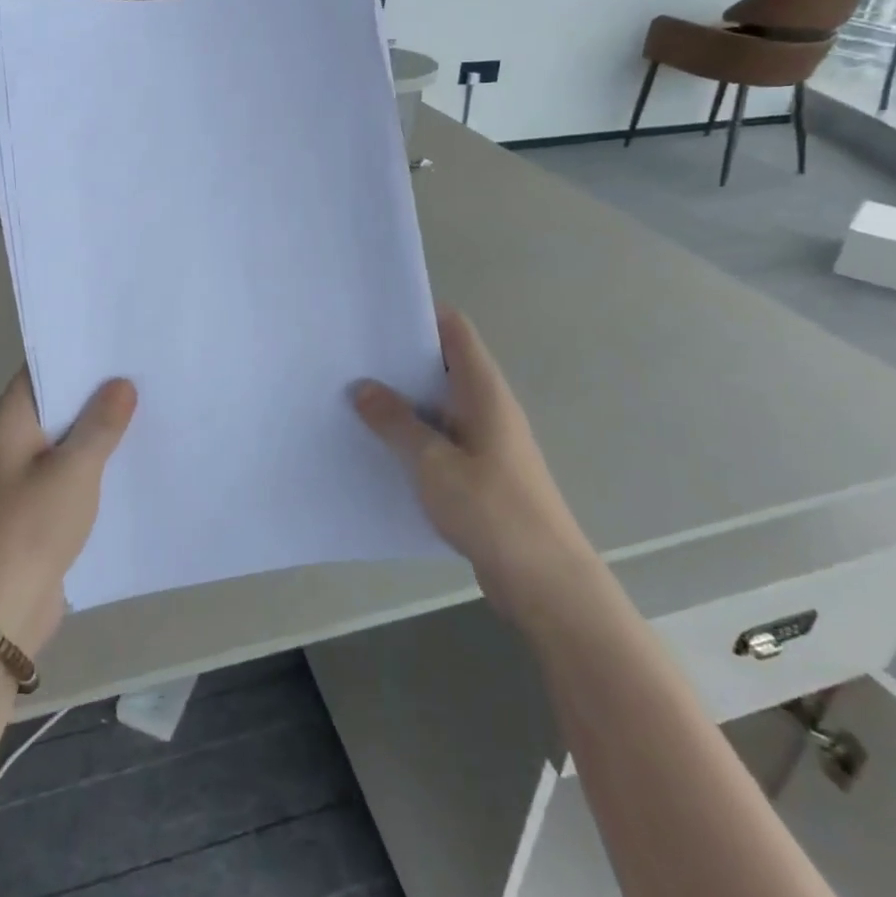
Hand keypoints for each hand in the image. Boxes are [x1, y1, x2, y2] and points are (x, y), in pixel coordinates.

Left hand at [0, 371, 136, 657]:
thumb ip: (100, 425)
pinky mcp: (28, 508)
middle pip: (52, 405)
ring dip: (94, 430)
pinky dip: (89, 463)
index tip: (118, 345)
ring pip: (60, 440)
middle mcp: (4, 443)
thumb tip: (120, 384)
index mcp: (4, 423)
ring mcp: (14, 478)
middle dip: (93, 392)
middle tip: (142, 373)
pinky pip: (62, 472)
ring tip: (144, 410)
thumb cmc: (30, 529)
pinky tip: (125, 461)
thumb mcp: (74, 471)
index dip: (77, 356)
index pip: (40, 372)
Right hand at [353, 308, 588, 590]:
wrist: (544, 581)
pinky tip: (379, 447)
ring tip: (353, 399)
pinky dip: (412, 436)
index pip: (455, 330)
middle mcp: (487, 407)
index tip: (376, 317)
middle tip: (350, 358)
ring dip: (403, 402)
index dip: (420, 315)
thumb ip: (396, 423)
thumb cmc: (492, 510)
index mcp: (484, 391)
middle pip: (442, 365)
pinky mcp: (479, 473)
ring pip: (438, 405)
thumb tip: (363, 387)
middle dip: (400, 360)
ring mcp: (485, 441)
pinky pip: (440, 439)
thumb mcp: (433, 463)